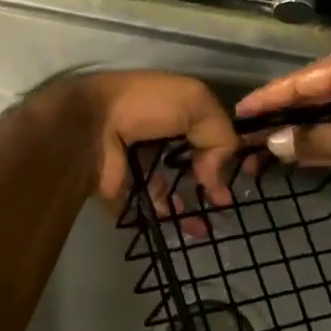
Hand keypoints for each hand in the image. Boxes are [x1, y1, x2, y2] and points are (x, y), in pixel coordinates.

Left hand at [47, 71, 238, 205]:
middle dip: (209, 180)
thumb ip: (220, 134)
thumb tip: (217, 177)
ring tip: (211, 223)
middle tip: (226, 201)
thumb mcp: (195, 102)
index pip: (204, 128)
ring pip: (171, 188)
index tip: (240, 171)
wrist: (90, 127)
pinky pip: (152, 209)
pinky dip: (172, 220)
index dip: (222, 148)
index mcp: (170, 107)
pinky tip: (192, 228)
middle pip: (188, 160)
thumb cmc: (145, 105)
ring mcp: (138, 164)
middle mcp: (155, 134)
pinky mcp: (125, 191)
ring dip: (192, 205)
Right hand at [232, 45, 330, 184]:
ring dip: (302, 130)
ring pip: (327, 110)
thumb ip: (312, 141)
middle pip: (311, 94)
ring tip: (267, 147)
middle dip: (281, 117)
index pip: (298, 81)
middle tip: (248, 135)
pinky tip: (302, 152)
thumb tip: (272, 144)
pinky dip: (325, 136)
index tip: (239, 112)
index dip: (267, 99)